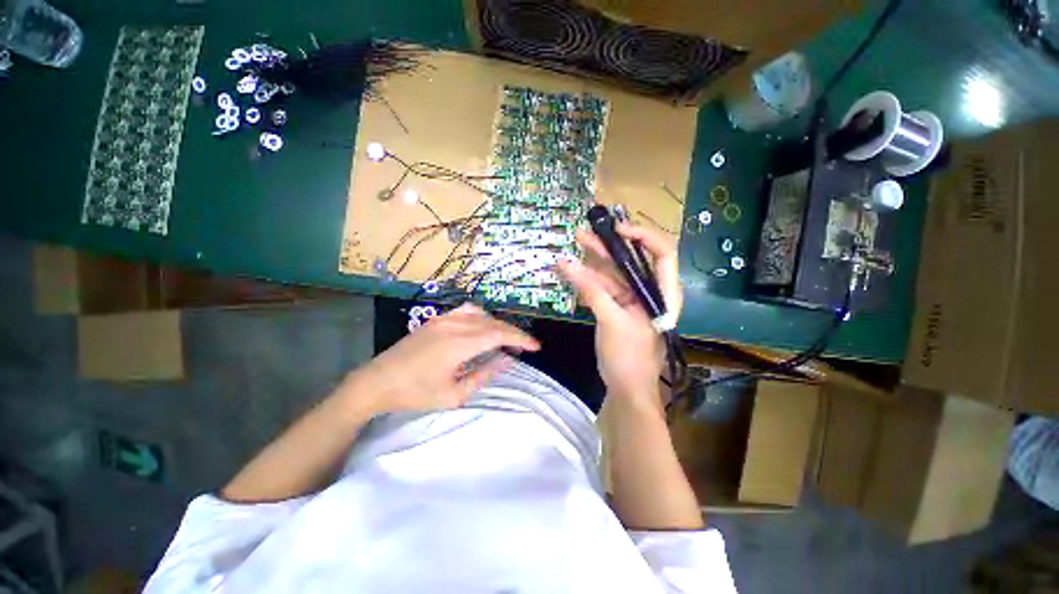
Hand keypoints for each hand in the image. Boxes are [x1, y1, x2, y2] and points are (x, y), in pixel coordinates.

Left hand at [341, 303, 539, 414]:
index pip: (499, 335)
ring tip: (506, 339)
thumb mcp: (454, 394)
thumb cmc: (415, 393)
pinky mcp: (436, 319)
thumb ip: (484, 374)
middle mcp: (454, 325)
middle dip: (514, 333)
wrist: (377, 381)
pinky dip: (482, 317)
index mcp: (460, 344)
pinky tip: (483, 327)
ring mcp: (444, 319)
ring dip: (498, 325)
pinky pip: (466, 311)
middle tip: (526, 346)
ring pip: (482, 314)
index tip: (536, 347)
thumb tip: (507, 360)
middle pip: (493, 323)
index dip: (521, 339)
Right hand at [557, 222, 681, 406]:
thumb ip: (589, 290)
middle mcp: (649, 291)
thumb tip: (565, 264)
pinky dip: (588, 280)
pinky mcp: (616, 307)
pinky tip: (572, 271)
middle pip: (632, 260)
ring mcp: (631, 299)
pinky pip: (602, 287)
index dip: (642, 236)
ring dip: (594, 261)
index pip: (662, 253)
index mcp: (663, 292)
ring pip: (614, 273)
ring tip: (574, 246)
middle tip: (583, 233)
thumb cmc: (628, 356)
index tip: (616, 230)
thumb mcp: (611, 320)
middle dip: (609, 246)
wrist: (626, 387)